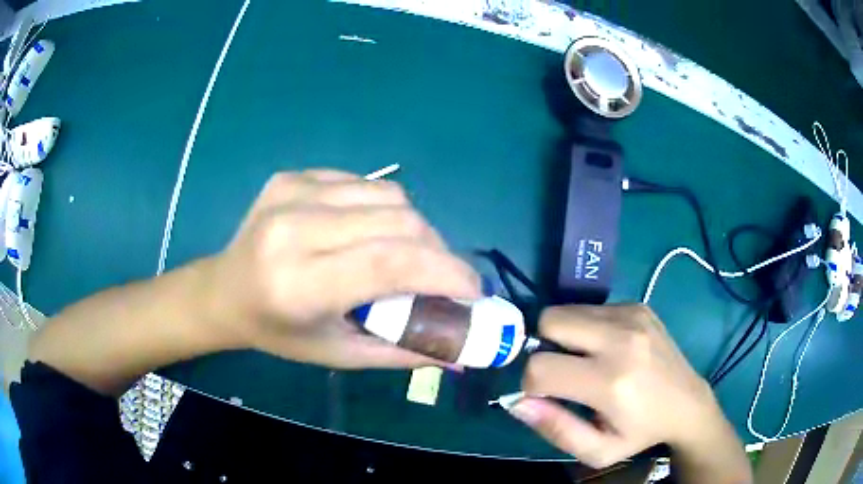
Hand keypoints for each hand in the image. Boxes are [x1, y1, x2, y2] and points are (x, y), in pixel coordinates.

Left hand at [204, 169, 480, 368]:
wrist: (225, 289)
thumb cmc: (278, 332)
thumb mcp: (339, 354)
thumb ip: (403, 351)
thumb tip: (462, 352)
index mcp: (299, 284)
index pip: (391, 263)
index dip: (446, 271)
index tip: (473, 289)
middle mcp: (293, 229)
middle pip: (398, 221)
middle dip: (437, 249)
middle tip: (442, 276)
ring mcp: (291, 193)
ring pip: (388, 195)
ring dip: (414, 226)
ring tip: (408, 253)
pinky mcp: (292, 177)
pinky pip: (362, 182)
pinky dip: (382, 208)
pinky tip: (369, 230)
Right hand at [509, 305, 739, 469]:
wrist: (687, 404)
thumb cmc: (640, 433)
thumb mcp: (597, 450)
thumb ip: (555, 429)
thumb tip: (517, 401)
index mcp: (611, 381)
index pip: (541, 367)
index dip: (531, 383)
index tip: (546, 394)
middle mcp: (621, 339)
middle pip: (549, 320)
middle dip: (542, 346)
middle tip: (561, 370)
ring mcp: (631, 315)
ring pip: (566, 309)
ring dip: (564, 335)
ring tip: (585, 359)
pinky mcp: (638, 305)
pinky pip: (591, 308)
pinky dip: (586, 327)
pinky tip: (606, 347)